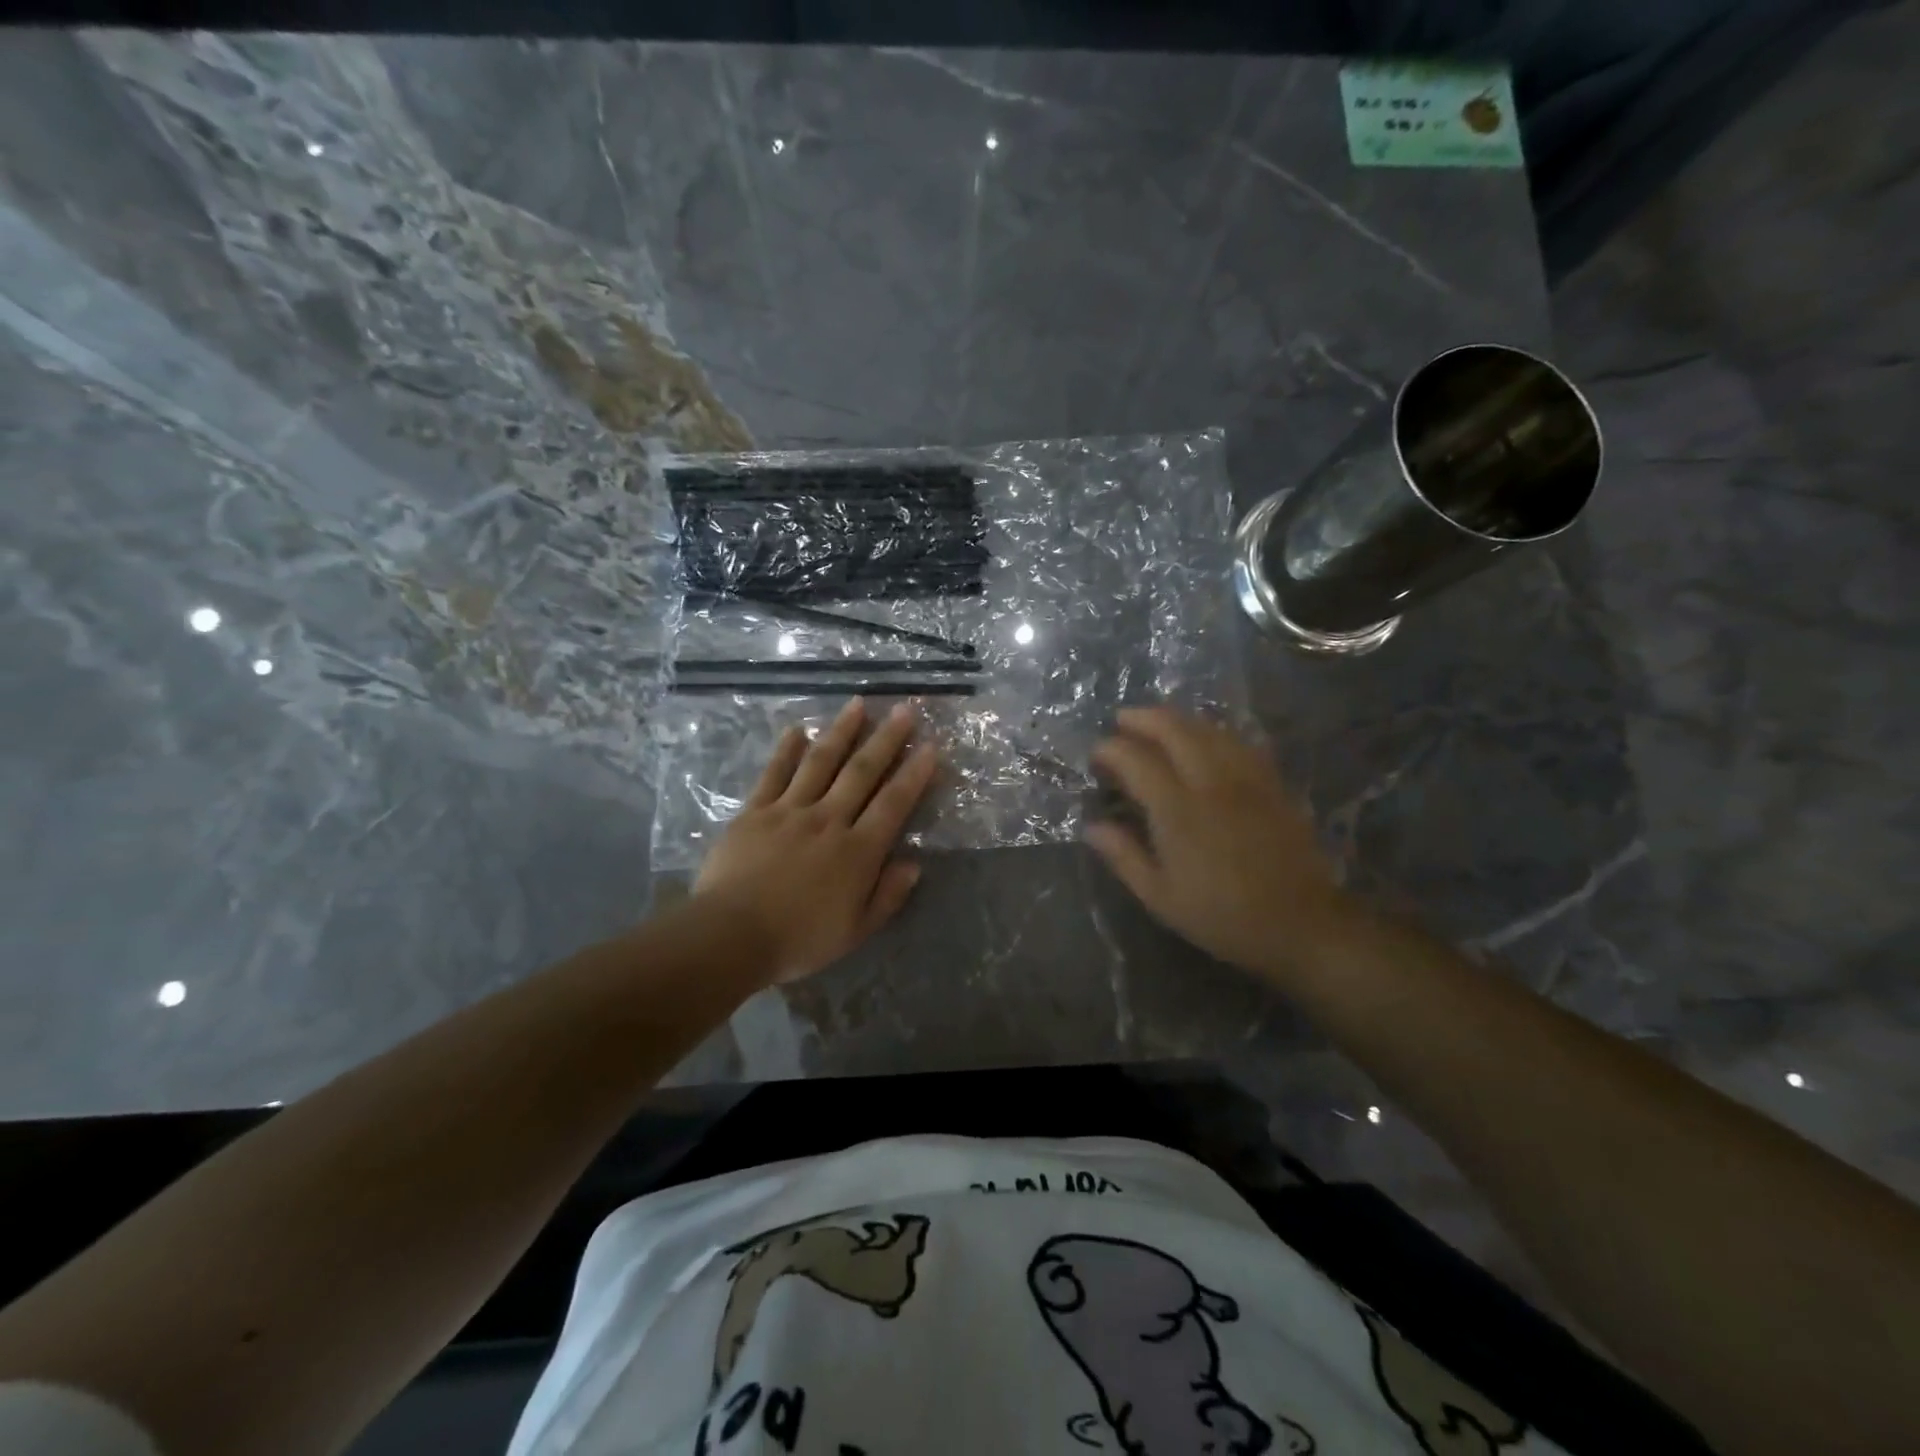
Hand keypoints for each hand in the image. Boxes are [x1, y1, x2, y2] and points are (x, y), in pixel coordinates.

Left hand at [694, 698, 938, 984]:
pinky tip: (797, 730)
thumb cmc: (797, 940)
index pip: (893, 803)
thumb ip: (887, 896)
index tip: (930, 746)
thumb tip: (913, 863)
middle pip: (862, 772)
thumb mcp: (854, 931)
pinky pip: (774, 774)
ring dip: (842, 731)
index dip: (914, 774)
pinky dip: (786, 750)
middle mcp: (828, 820)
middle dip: (886, 739)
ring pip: (821, 762)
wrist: (730, 937)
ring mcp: (789, 811)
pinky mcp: (755, 811)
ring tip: (858, 704)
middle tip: (904, 709)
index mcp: (857, 851)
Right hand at [1085, 707, 1354, 980]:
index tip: (1096, 753)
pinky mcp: (1272, 782)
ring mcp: (1246, 778)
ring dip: (1177, 719)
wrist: (1302, 924)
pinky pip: (1238, 741)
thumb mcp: (1161, 897)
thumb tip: (1092, 826)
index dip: (1111, 749)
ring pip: (1208, 729)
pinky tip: (1205, 738)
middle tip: (1122, 720)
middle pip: (1174, 729)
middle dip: (1143, 717)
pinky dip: (1212, 731)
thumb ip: (1124, 856)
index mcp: (1177, 810)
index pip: (1136, 760)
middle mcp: (1211, 782)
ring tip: (1158, 723)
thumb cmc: (1223, 916)